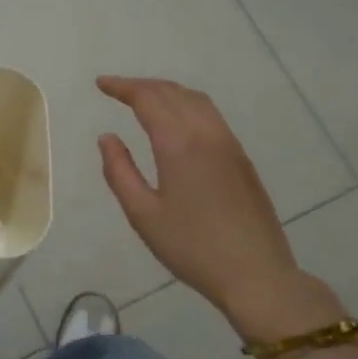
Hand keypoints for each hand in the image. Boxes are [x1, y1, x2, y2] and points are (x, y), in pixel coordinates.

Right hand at [96, 76, 341, 343]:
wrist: (256, 274)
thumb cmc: (191, 247)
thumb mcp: (142, 214)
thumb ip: (119, 171)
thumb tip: (107, 138)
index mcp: (179, 144)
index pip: (147, 99)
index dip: (122, 87)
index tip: (101, 84)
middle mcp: (207, 134)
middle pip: (173, 93)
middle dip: (142, 85)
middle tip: (116, 89)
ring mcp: (229, 144)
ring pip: (196, 100)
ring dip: (167, 91)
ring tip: (144, 98)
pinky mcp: (241, 158)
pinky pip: (211, 115)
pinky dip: (186, 104)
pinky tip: (177, 120)